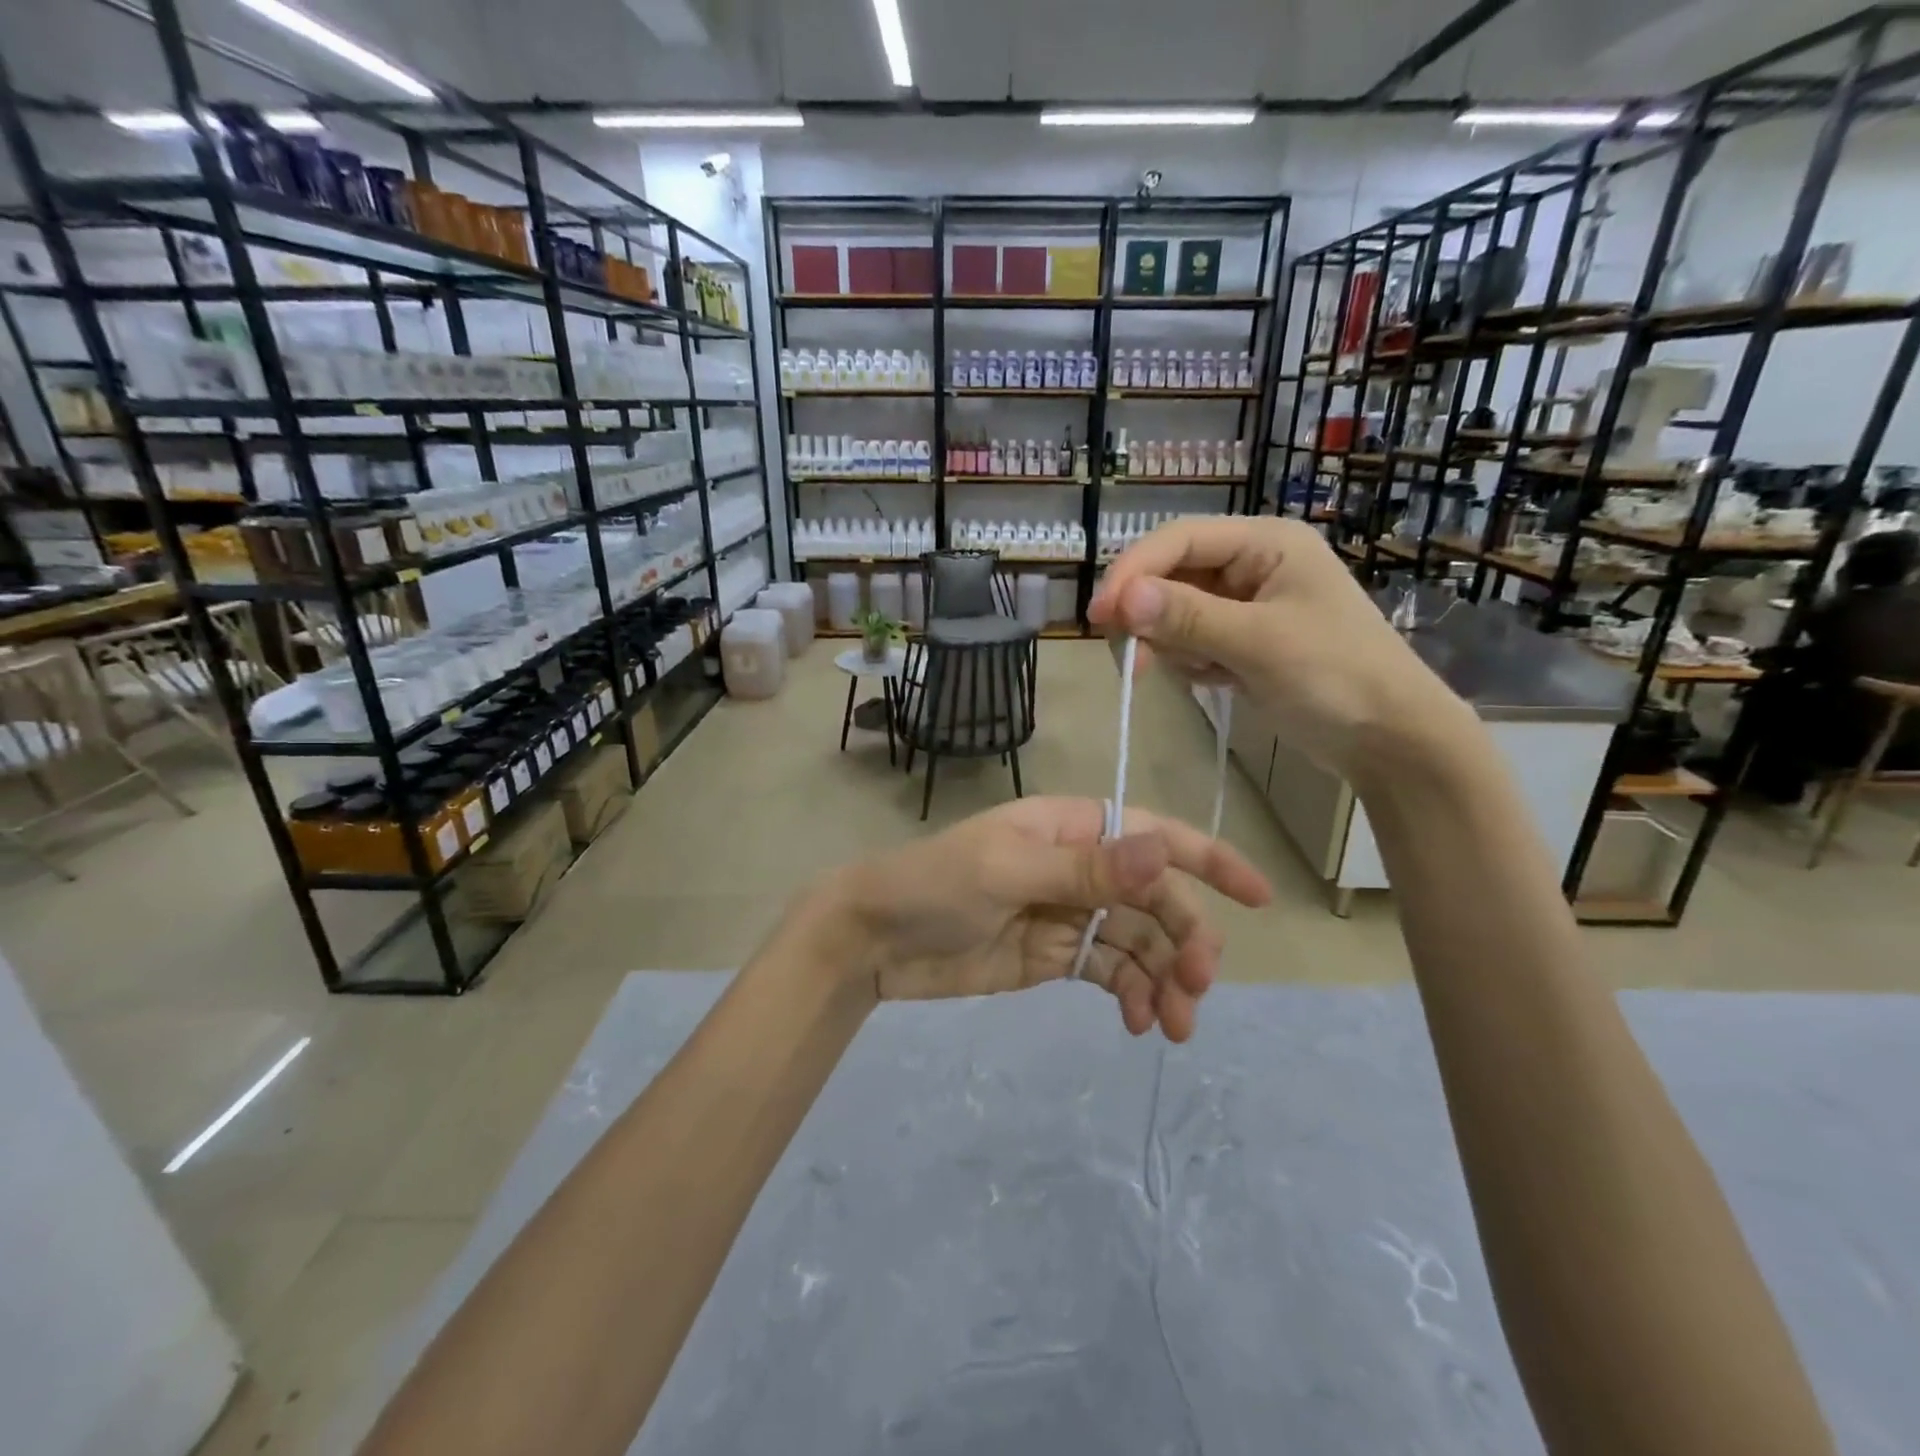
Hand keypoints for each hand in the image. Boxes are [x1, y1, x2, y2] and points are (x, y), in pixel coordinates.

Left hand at [811, 797, 1270, 1040]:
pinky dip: (1131, 994)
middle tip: (1195, 991)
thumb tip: (1165, 852)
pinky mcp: (1054, 956)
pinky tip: (1137, 1023)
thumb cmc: (935, 886)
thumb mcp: (1006, 871)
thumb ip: (1086, 869)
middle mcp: (1079, 866)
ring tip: (1172, 1025)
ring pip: (1138, 941)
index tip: (1259, 897)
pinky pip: (1110, 972)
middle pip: (1154, 899)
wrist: (875, 940)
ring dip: (1163, 979)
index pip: (1152, 836)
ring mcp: (1068, 914)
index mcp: (1070, 828)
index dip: (1208, 861)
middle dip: (1183, 940)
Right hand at [1087, 517, 1475, 784]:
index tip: (1100, 616)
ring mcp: (1244, 604)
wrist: (1388, 739)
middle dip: (1150, 617)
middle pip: (1170, 576)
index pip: (1179, 540)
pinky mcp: (1240, 640)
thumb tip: (1121, 598)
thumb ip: (1189, 617)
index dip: (1133, 572)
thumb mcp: (1260, 643)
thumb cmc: (1336, 677)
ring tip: (1208, 674)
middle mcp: (1251, 564)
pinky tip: (1218, 682)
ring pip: (1172, 613)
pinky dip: (1190, 662)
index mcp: (1265, 543)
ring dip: (1173, 646)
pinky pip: (1189, 641)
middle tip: (1134, 661)